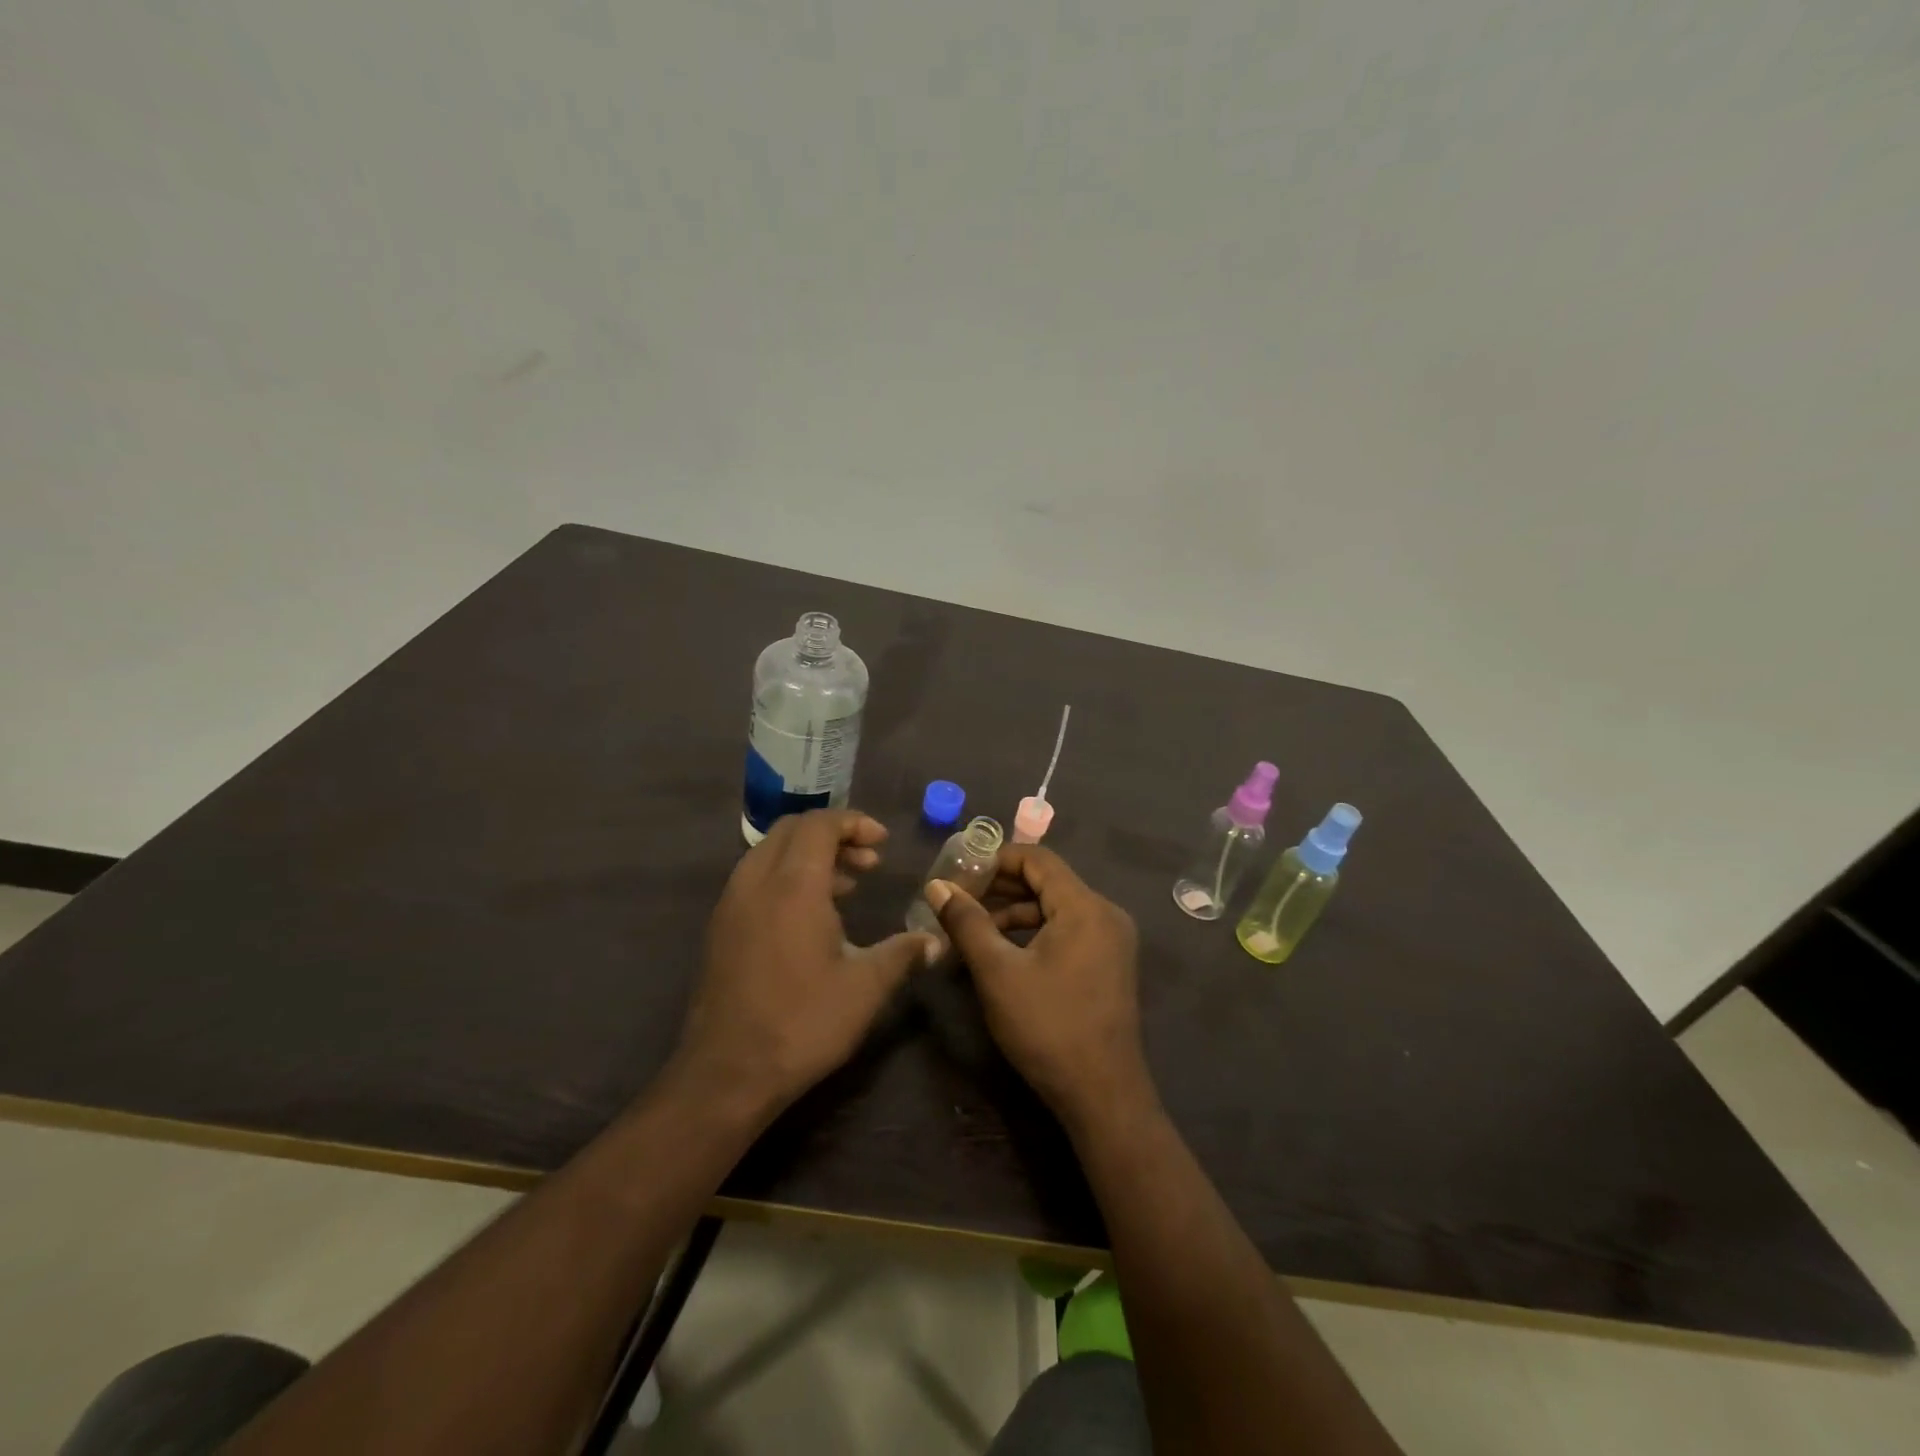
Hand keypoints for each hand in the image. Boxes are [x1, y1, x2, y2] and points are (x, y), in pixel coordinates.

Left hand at [676, 809, 937, 1114]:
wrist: (727, 1074)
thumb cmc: (803, 1023)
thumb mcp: (866, 988)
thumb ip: (902, 954)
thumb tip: (936, 941)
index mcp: (793, 886)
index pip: (820, 825)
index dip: (854, 823)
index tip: (883, 842)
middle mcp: (756, 883)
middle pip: (792, 829)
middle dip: (833, 834)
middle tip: (868, 861)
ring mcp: (732, 905)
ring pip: (770, 852)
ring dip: (809, 855)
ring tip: (847, 885)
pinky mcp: (721, 928)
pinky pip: (756, 878)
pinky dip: (787, 876)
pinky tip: (812, 915)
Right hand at [925, 846, 1155, 1133]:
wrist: (1102, 1095)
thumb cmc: (1047, 1027)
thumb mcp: (997, 972)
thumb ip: (966, 922)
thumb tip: (936, 886)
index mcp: (1085, 906)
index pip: (1037, 858)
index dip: (994, 859)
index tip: (958, 875)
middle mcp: (1105, 913)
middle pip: (1046, 881)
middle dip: (999, 888)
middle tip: (957, 902)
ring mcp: (1111, 940)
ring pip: (1055, 907)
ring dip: (1013, 913)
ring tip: (971, 931)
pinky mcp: (1108, 963)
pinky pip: (1067, 930)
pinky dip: (1033, 933)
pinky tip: (1002, 952)